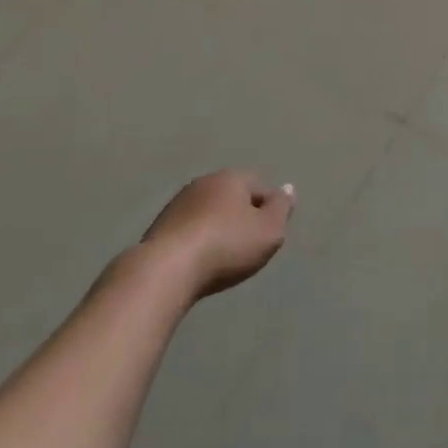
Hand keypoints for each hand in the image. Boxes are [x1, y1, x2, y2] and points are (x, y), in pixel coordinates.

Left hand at [140, 170, 295, 300]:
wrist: (166, 270)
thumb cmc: (226, 246)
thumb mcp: (269, 231)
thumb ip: (282, 208)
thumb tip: (288, 188)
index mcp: (232, 178)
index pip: (260, 187)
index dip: (269, 209)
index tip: (269, 234)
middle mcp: (205, 182)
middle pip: (232, 196)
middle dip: (241, 216)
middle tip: (248, 245)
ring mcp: (178, 203)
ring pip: (208, 211)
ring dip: (216, 227)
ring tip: (222, 256)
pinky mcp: (159, 226)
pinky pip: (189, 229)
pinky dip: (197, 240)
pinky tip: (198, 261)